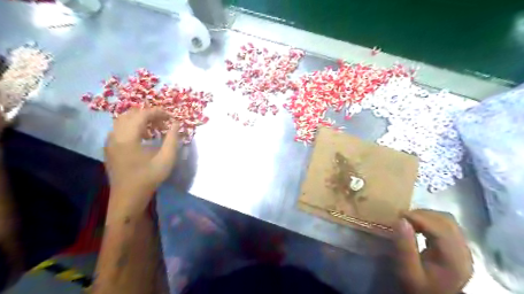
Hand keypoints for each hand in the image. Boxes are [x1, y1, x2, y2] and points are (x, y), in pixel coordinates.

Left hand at [104, 109, 180, 218]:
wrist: (128, 197)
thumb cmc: (149, 178)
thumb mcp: (166, 159)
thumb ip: (172, 139)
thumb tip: (176, 124)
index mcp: (128, 138)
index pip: (142, 115)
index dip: (157, 112)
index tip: (170, 115)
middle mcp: (115, 136)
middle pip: (130, 114)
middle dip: (148, 114)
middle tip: (163, 121)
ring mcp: (110, 142)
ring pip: (123, 120)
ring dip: (139, 119)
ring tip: (155, 127)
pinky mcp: (109, 148)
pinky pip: (119, 129)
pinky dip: (132, 126)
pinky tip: (143, 136)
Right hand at [395, 209, 473, 293]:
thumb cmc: (418, 286)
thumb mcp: (407, 271)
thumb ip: (404, 247)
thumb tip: (400, 220)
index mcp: (454, 260)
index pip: (441, 230)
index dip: (420, 218)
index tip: (399, 214)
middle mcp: (464, 252)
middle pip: (447, 222)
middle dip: (423, 214)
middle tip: (402, 217)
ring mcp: (463, 249)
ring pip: (448, 221)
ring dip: (427, 216)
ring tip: (409, 220)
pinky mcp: (458, 247)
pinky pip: (447, 225)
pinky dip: (431, 220)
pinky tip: (419, 226)